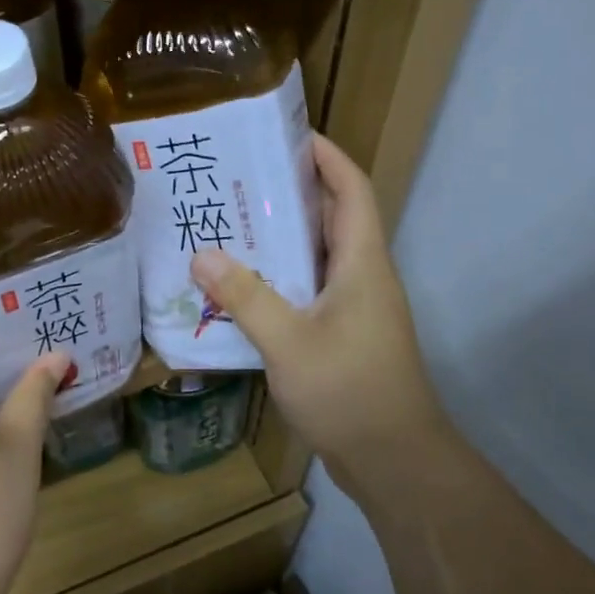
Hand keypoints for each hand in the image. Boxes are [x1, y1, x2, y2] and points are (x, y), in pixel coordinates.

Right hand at [190, 135, 436, 501]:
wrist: (393, 459)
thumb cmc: (349, 391)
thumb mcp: (289, 342)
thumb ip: (246, 297)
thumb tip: (201, 254)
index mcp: (362, 263)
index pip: (351, 189)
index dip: (326, 156)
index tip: (287, 134)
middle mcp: (362, 277)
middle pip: (330, 219)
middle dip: (289, 193)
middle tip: (235, 181)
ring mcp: (354, 309)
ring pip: (315, 258)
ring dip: (278, 241)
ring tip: (226, 227)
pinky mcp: (342, 336)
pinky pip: (307, 292)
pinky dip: (277, 281)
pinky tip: (238, 290)